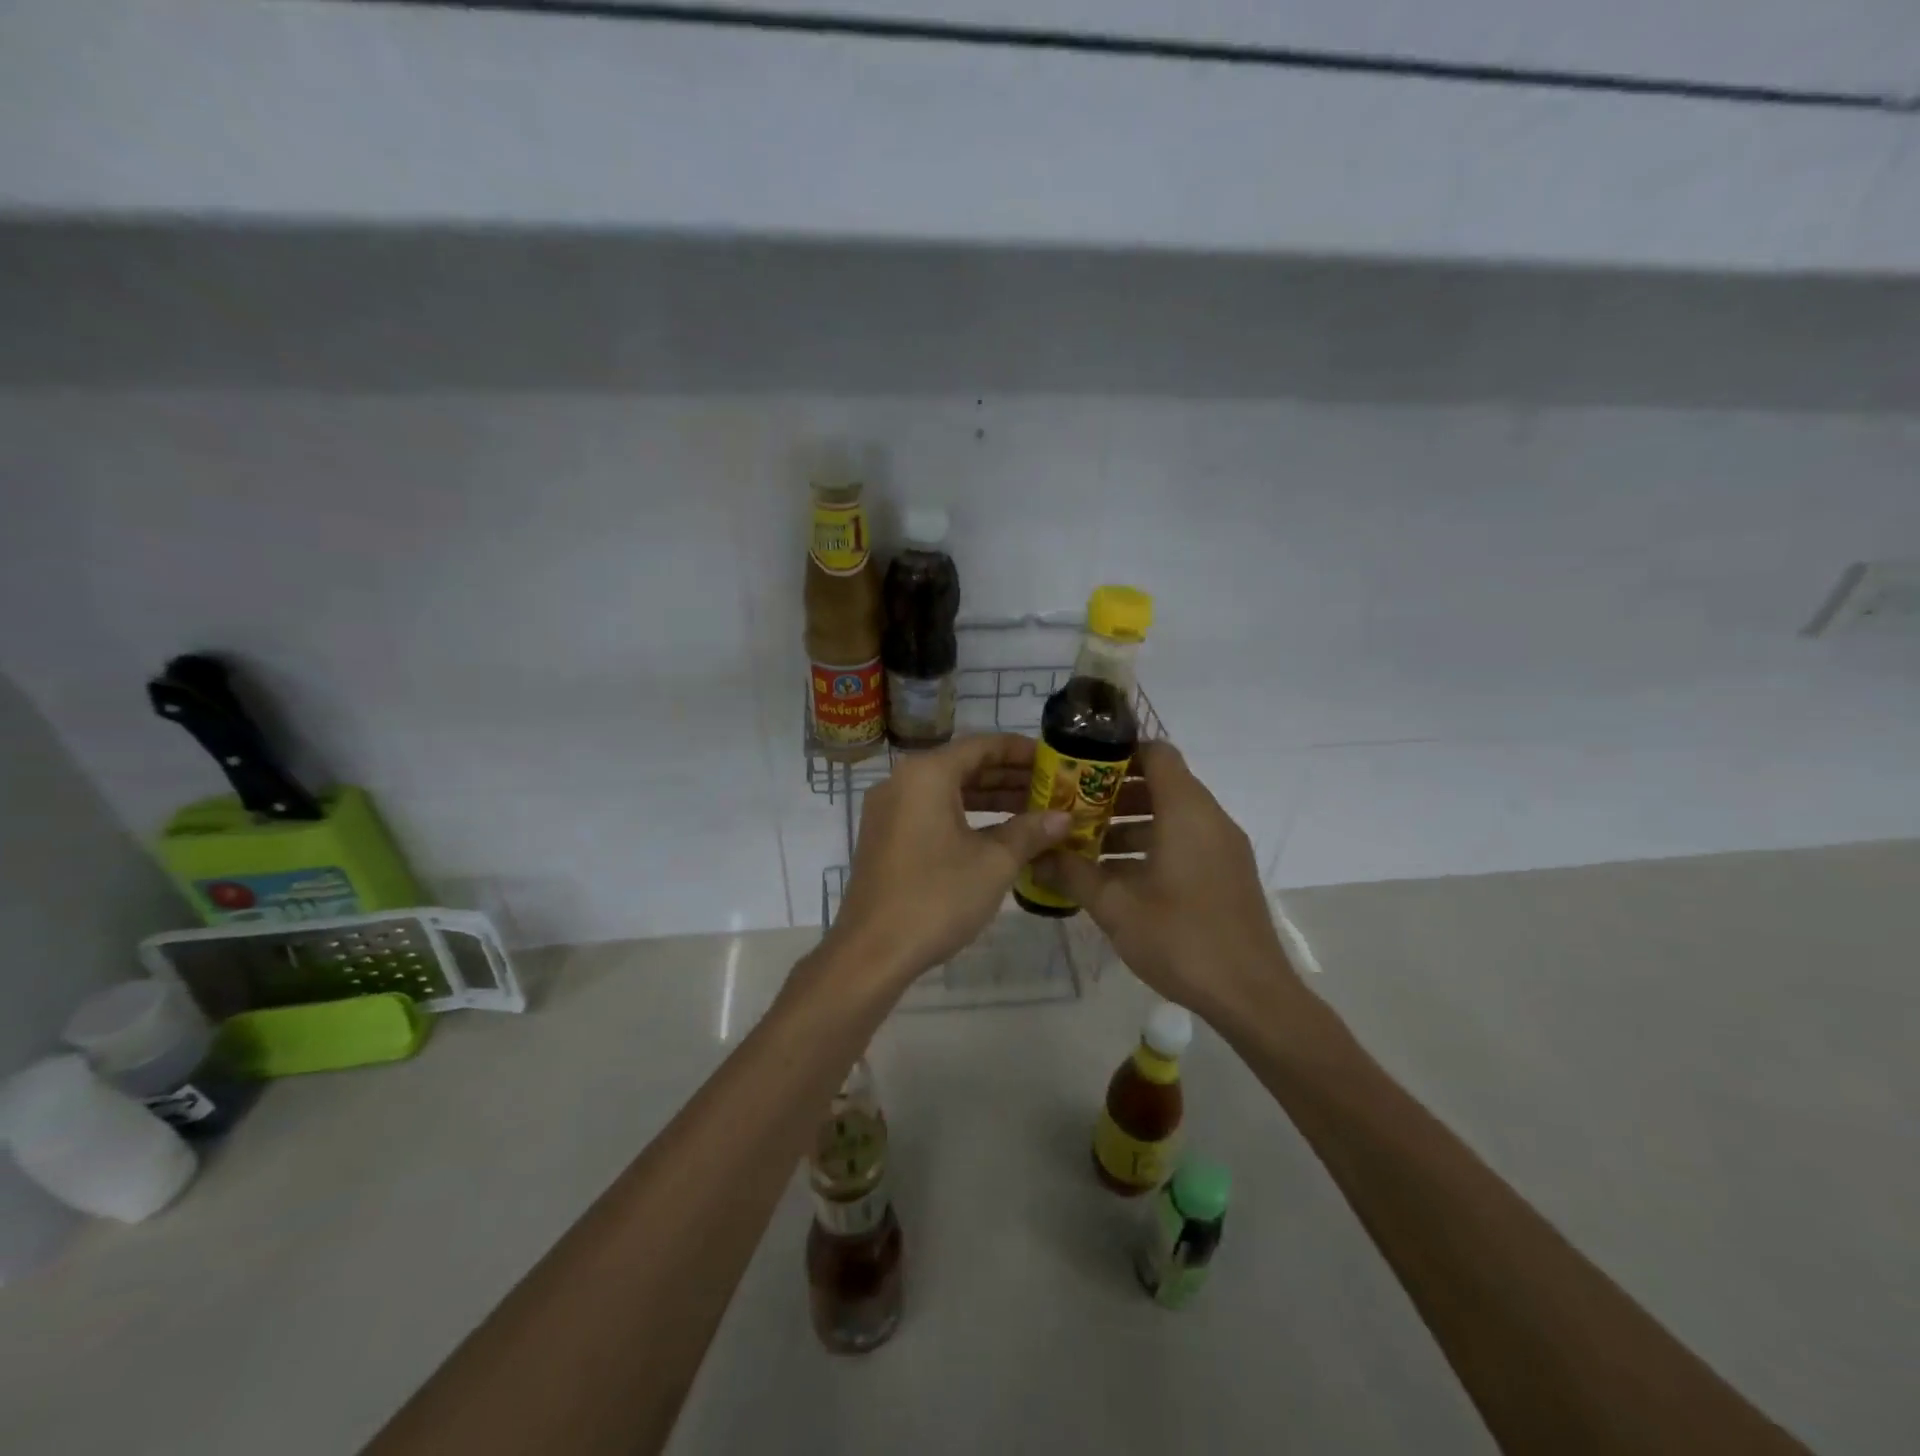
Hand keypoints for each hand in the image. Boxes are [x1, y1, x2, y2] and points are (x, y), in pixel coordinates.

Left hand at [824, 734, 1070, 995]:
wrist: (872, 952)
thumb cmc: (937, 897)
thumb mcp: (994, 863)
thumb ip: (1030, 832)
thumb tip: (1064, 818)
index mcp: (926, 774)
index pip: (982, 745)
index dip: (1022, 751)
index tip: (1055, 761)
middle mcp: (902, 781)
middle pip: (964, 766)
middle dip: (1009, 777)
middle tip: (1052, 789)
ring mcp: (889, 810)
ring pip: (948, 792)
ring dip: (990, 799)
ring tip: (1034, 811)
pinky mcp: (885, 837)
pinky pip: (931, 813)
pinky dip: (965, 817)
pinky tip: (999, 835)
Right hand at [1031, 742, 1299, 1021]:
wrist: (1251, 995)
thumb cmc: (1180, 938)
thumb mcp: (1115, 906)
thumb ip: (1073, 873)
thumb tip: (1036, 855)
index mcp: (1186, 812)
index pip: (1157, 753)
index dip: (1118, 752)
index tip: (1081, 767)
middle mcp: (1210, 819)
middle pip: (1162, 783)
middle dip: (1115, 792)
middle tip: (1073, 807)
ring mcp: (1223, 847)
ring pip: (1173, 815)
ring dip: (1131, 821)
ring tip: (1088, 844)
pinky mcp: (1227, 872)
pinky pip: (1186, 840)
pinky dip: (1153, 844)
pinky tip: (1120, 875)